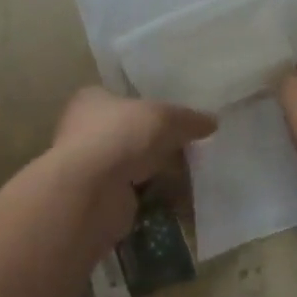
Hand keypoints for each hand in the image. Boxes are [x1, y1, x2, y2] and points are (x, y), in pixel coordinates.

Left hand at [51, 87, 216, 204]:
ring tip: (192, 174)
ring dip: (156, 170)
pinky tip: (178, 198)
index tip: (178, 118)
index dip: (151, 106)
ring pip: (132, 164)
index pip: (124, 98)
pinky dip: (153, 194)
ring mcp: (90, 165)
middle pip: (130, 132)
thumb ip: (188, 118)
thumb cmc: (120, 136)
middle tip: (191, 148)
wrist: (90, 192)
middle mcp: (85, 129)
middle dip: (158, 142)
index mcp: (92, 99)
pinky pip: (134, 192)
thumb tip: (212, 121)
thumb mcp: (163, 117)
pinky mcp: (99, 197)